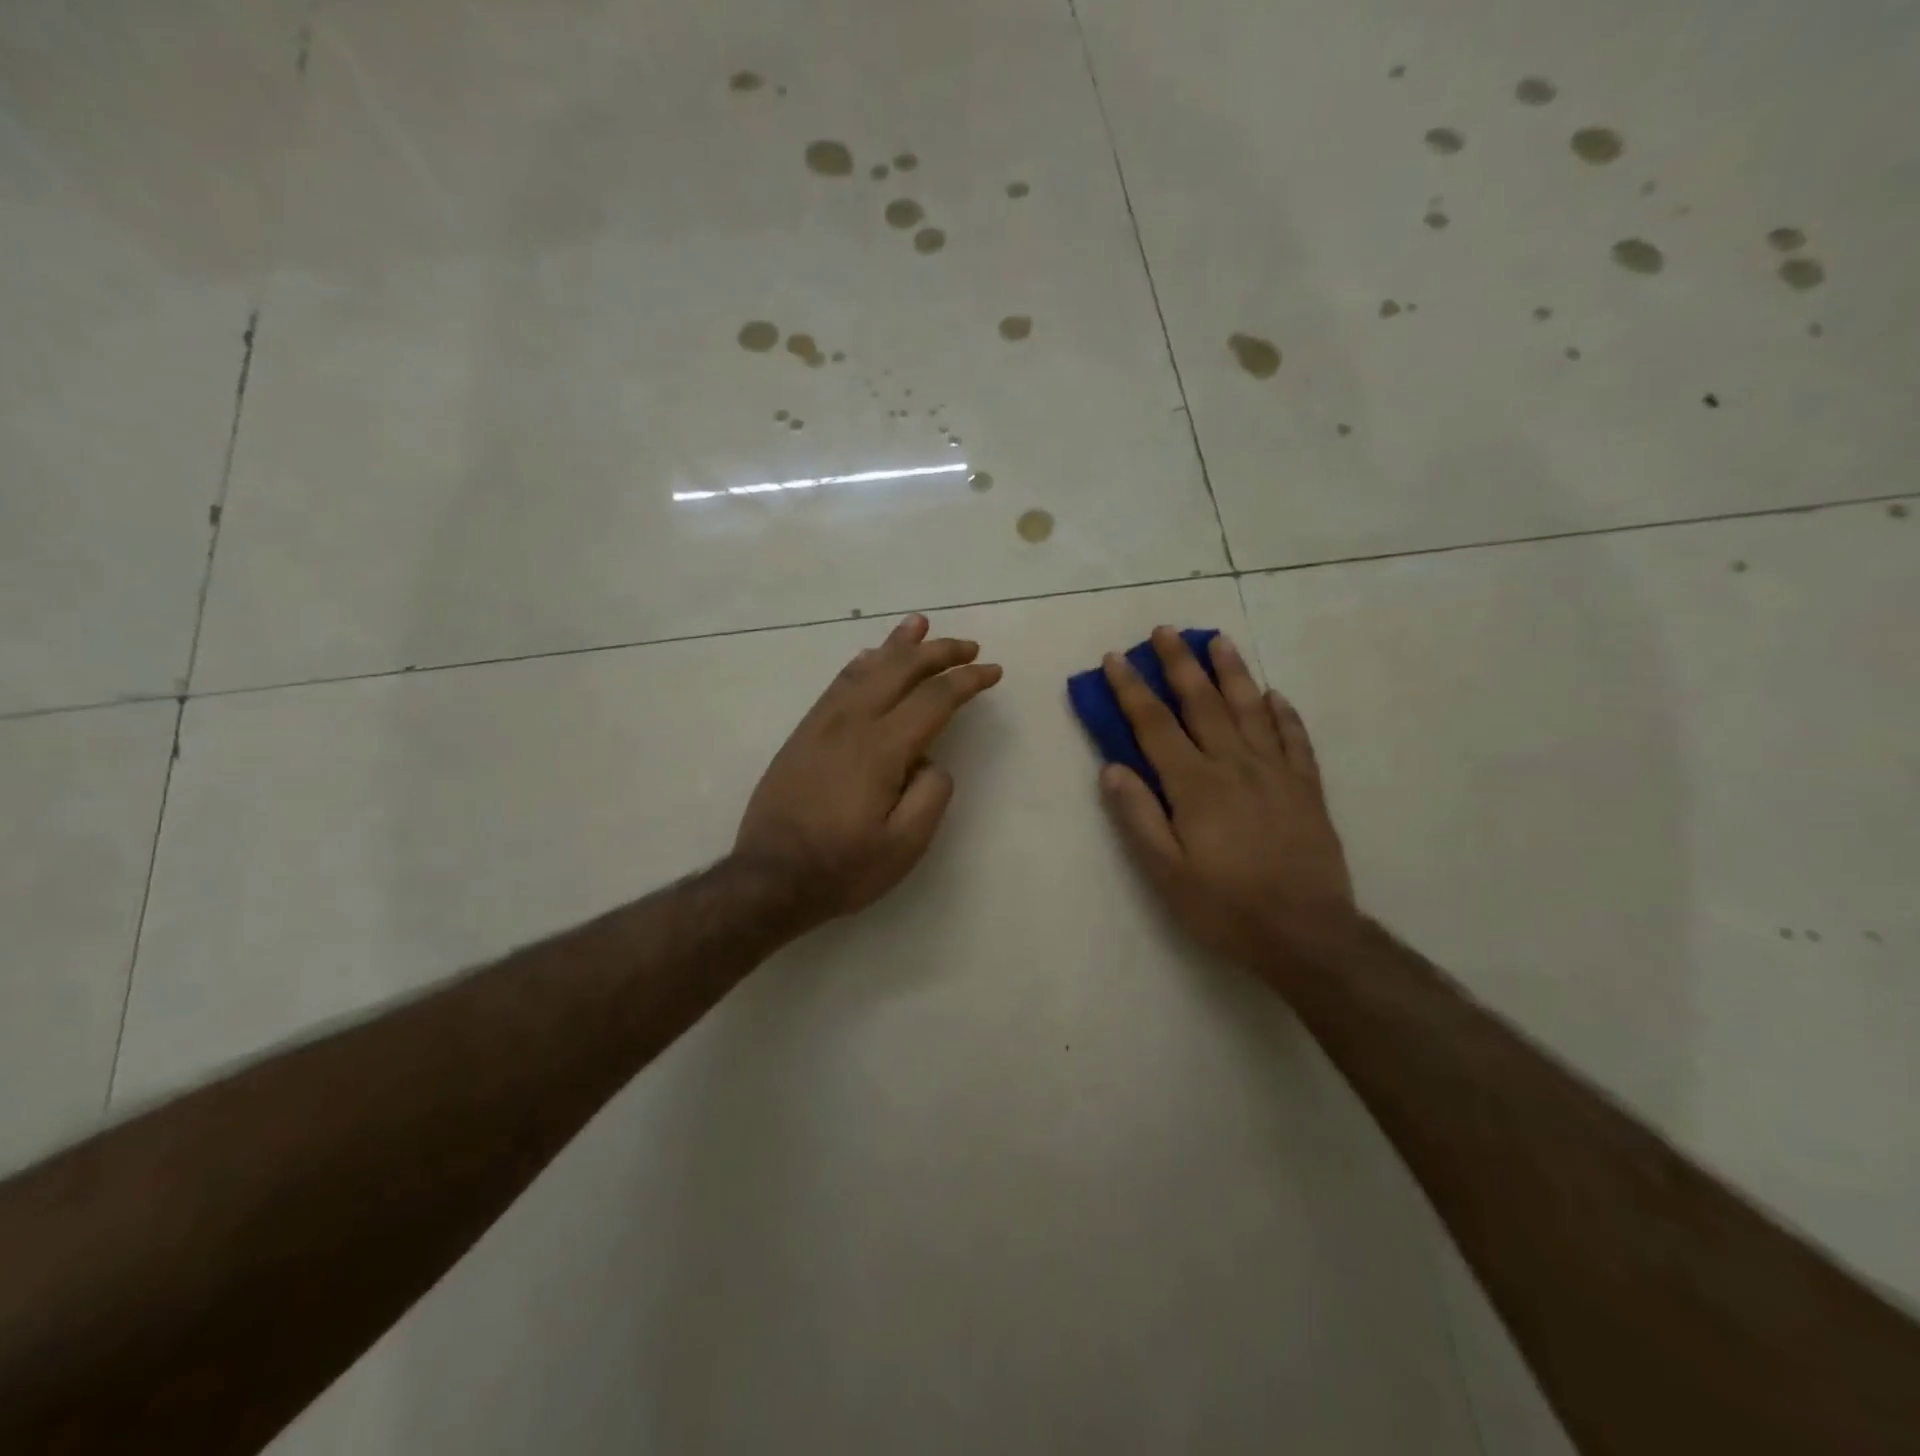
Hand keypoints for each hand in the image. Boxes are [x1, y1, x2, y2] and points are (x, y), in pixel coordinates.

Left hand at [734, 614, 1001, 932]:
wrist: (769, 879)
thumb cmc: (842, 868)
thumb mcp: (905, 846)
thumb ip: (931, 794)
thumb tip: (930, 761)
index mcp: (881, 749)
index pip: (933, 699)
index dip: (967, 680)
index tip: (992, 671)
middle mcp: (851, 724)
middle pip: (900, 671)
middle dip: (938, 652)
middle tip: (967, 645)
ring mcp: (822, 725)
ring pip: (865, 669)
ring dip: (897, 645)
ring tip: (919, 624)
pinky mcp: (803, 734)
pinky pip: (837, 684)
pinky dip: (861, 664)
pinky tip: (869, 657)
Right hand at [1099, 627, 1355, 967]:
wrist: (1306, 933)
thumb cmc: (1225, 906)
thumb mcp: (1165, 872)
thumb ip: (1138, 816)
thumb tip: (1112, 768)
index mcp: (1195, 784)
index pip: (1155, 725)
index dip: (1132, 690)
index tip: (1116, 659)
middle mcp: (1235, 765)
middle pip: (1203, 702)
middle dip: (1180, 663)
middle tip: (1165, 630)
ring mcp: (1276, 772)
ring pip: (1251, 708)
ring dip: (1232, 671)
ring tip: (1218, 639)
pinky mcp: (1306, 787)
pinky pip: (1294, 738)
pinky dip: (1283, 712)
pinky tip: (1274, 695)